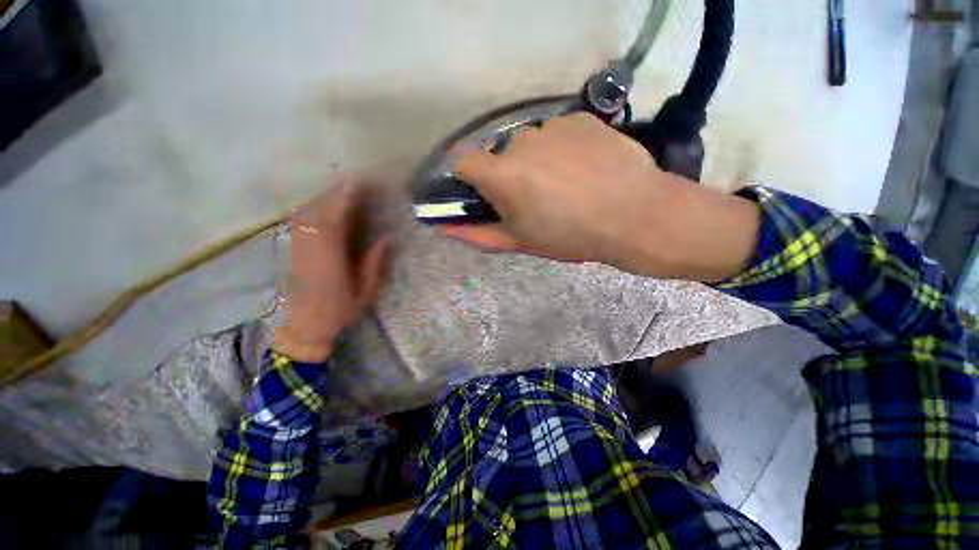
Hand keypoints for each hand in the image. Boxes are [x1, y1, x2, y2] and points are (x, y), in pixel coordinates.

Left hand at [274, 182, 389, 362]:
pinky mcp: (294, 248)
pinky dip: (314, 207)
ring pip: (307, 212)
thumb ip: (374, 264)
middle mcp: (311, 248)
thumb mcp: (365, 292)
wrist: (303, 326)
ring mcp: (299, 246)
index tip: (359, 184)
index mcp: (330, 259)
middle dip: (337, 192)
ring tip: (345, 190)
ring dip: (325, 197)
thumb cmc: (338, 312)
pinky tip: (326, 205)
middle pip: (319, 211)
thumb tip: (385, 239)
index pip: (335, 220)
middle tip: (358, 182)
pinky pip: (301, 220)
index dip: (345, 199)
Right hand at [441, 113, 759, 281]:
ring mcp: (553, 125)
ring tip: (566, 185)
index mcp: (503, 175)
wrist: (636, 216)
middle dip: (510, 175)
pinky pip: (558, 132)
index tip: (484, 193)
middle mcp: (521, 141)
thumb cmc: (572, 236)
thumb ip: (479, 234)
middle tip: (537, 199)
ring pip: (531, 143)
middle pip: (501, 155)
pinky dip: (562, 148)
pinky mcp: (580, 117)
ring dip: (537, 161)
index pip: (463, 162)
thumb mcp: (521, 241)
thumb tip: (446, 228)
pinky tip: (585, 167)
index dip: (469, 177)